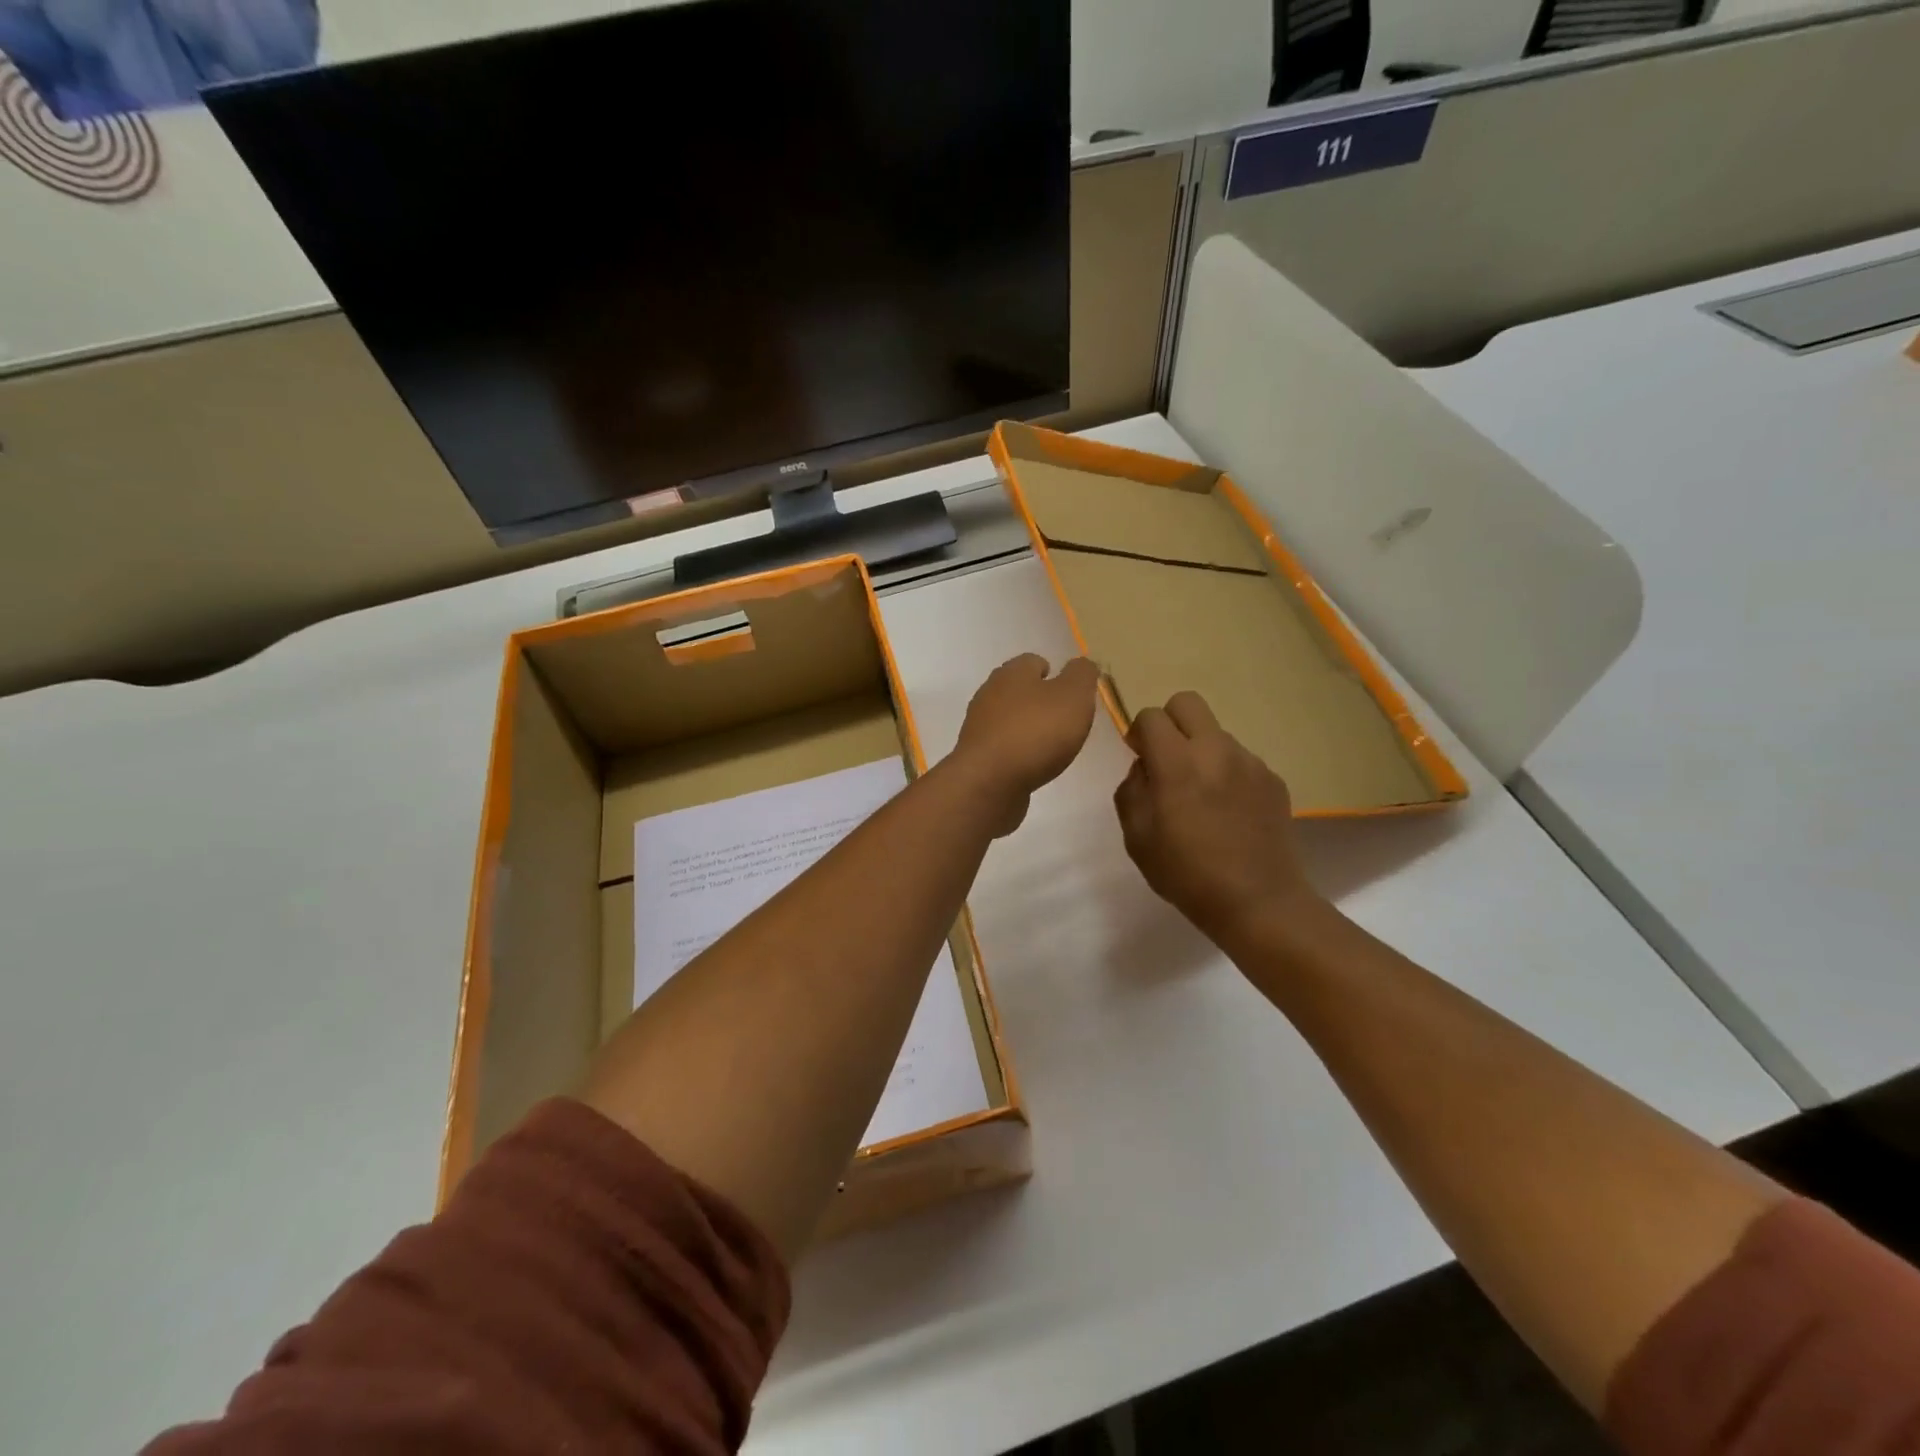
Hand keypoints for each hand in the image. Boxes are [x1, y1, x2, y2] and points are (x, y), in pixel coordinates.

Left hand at [950, 654, 1100, 835]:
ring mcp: (979, 726)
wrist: (990, 782)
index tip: (1070, 693)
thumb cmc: (1036, 732)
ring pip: (1008, 718)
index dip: (1054, 673)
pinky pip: (1002, 746)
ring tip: (1050, 745)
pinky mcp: (976, 756)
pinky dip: (1016, 752)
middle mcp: (990, 693)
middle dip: (1039, 701)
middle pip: (1018, 690)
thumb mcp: (1073, 697)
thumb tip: (1081, 664)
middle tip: (1064, 719)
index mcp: (1012, 673)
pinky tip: (1031, 765)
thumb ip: (1081, 675)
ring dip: (1027, 727)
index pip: (1033, 661)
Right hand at [1113, 691, 1322, 949]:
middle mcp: (1216, 750)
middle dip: (1170, 722)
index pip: (1151, 716)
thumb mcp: (1137, 837)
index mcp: (1177, 763)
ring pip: (1216, 733)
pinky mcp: (1273, 779)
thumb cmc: (1186, 874)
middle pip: (1188, 702)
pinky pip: (1240, 759)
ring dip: (1200, 750)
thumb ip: (1131, 790)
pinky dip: (1226, 772)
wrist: (1258, 902)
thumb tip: (1145, 768)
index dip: (1138, 732)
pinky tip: (1227, 811)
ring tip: (1201, 795)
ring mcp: (1250, 762)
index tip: (1139, 757)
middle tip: (1166, 759)